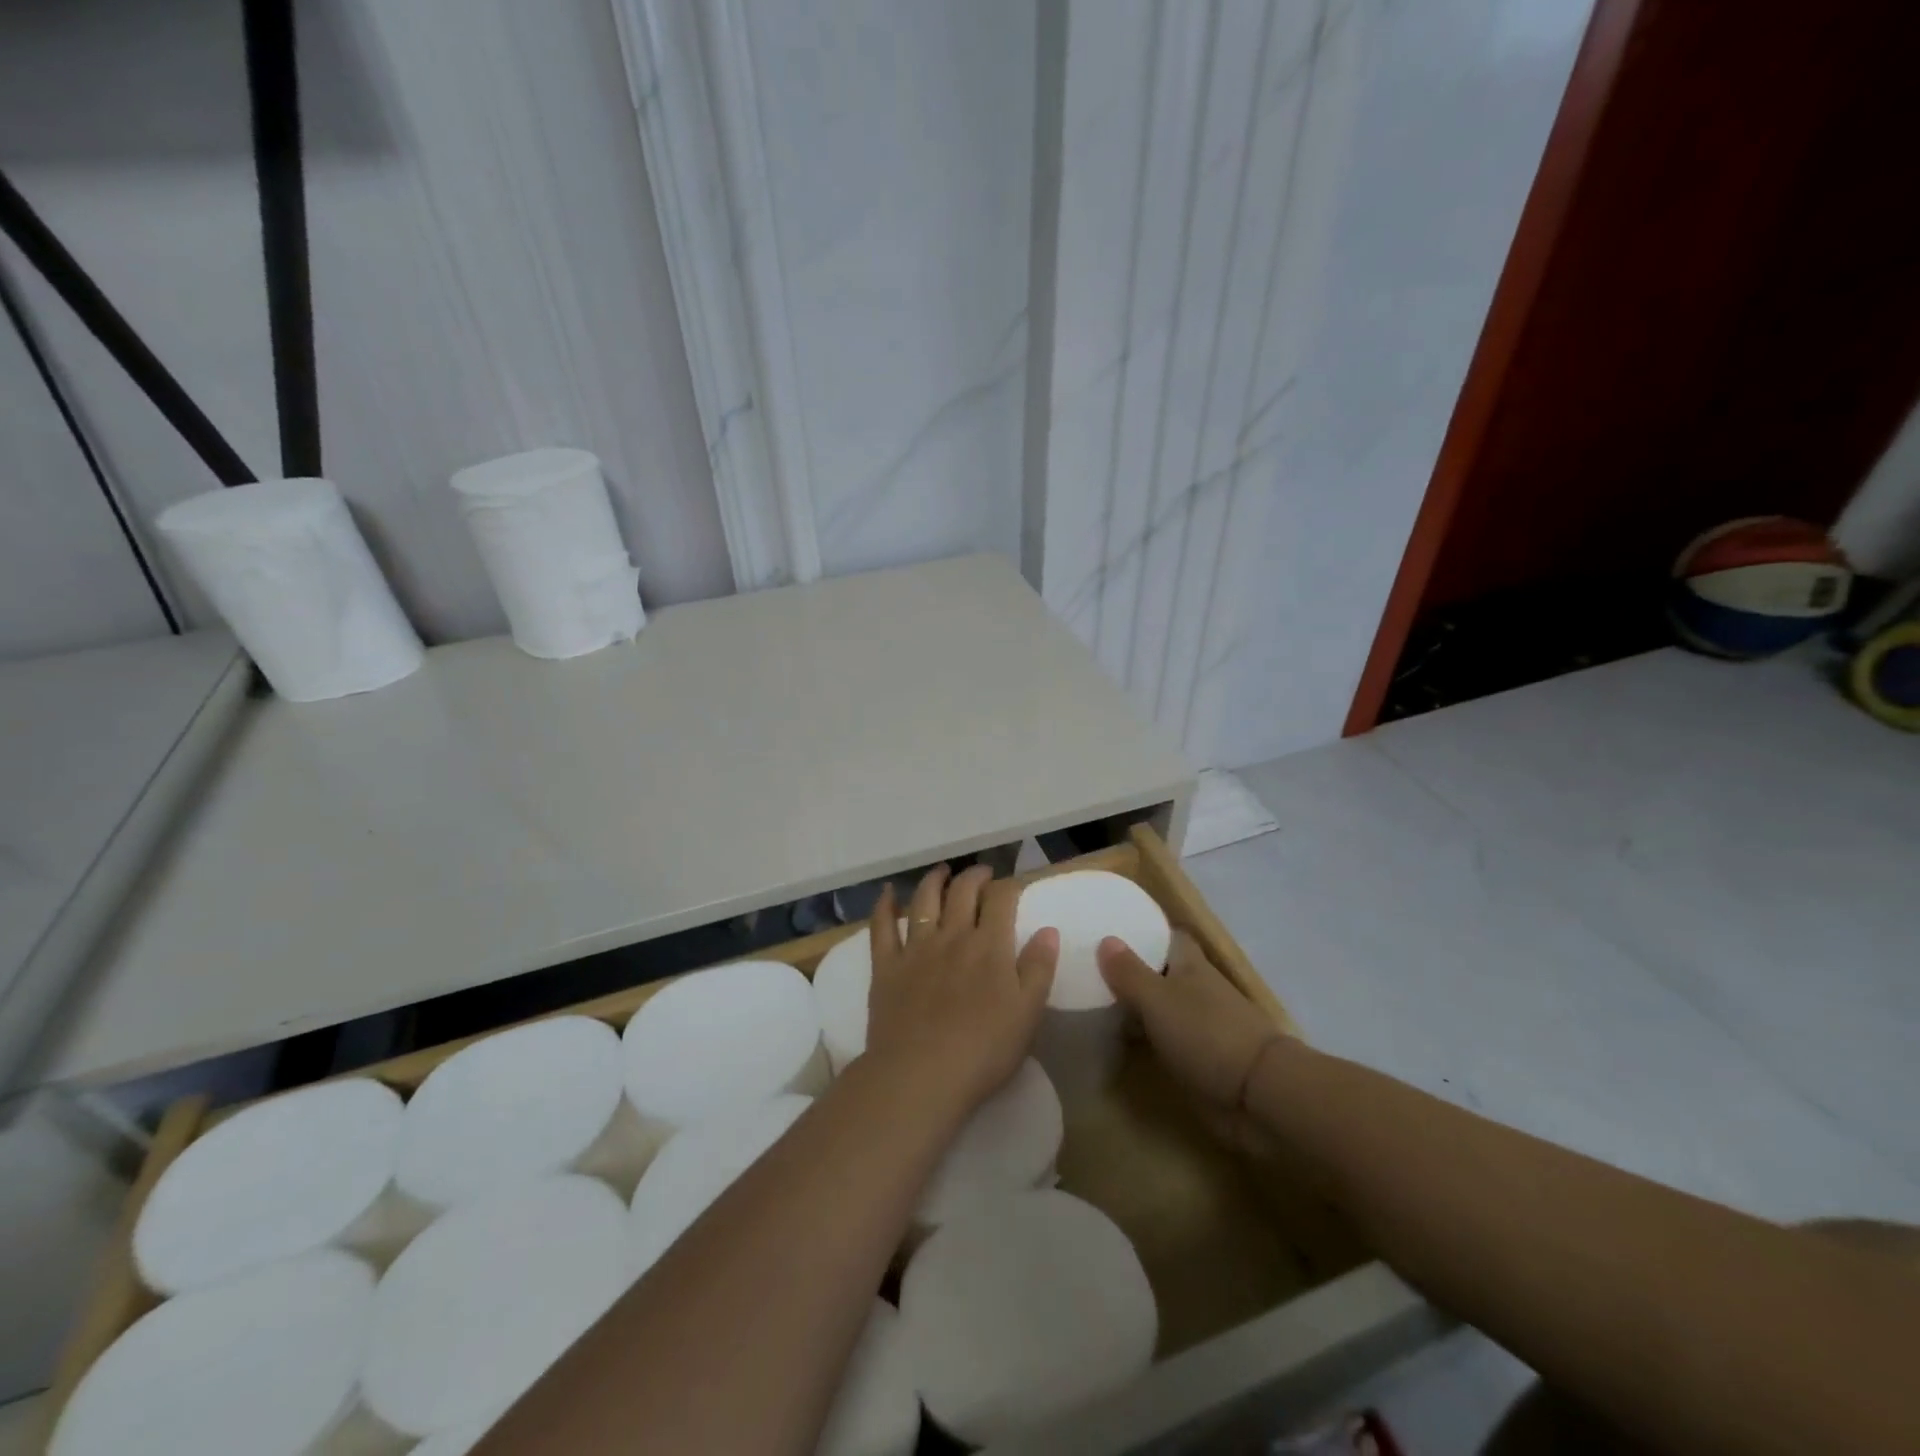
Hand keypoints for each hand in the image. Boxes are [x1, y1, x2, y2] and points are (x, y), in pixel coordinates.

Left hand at [864, 864, 1058, 1121]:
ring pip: (924, 900)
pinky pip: (881, 926)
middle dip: (975, 876)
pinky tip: (886, 893)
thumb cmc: (983, 1050)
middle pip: (963, 892)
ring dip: (934, 880)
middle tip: (982, 873)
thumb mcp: (1028, 1013)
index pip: (1001, 900)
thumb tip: (1048, 930)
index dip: (1009, 887)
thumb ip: (1039, 968)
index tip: (1014, 887)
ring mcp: (915, 948)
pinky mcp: (886, 966)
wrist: (921, 1074)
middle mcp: (952, 936)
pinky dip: (883, 905)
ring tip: (942, 871)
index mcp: (989, 946)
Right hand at [1098, 930, 1289, 1154]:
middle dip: (1137, 971)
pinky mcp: (1206, 1060)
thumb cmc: (1207, 1034)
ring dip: (1142, 1008)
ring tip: (1100, 1007)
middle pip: (1166, 972)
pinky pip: (1171, 1040)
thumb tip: (1106, 938)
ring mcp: (1206, 1026)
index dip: (1147, 932)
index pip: (1171, 937)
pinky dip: (1151, 1039)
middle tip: (1094, 972)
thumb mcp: (1158, 1000)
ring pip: (1167, 1007)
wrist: (1260, 1093)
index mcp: (1192, 966)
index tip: (1115, 932)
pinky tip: (1126, 1045)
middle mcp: (1200, 989)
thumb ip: (1130, 972)